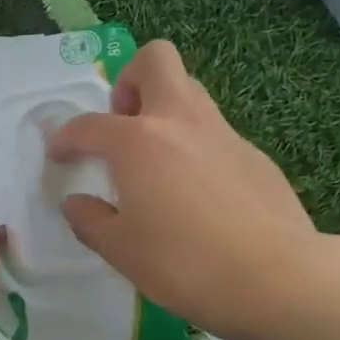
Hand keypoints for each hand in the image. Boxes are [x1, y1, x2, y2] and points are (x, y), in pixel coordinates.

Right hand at [48, 41, 339, 339]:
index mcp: (137, 141)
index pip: (89, 125)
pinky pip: (215, 133)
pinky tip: (198, 194)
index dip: (66, 138)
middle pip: (155, 61)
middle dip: (130, 80)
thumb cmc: (184, 263)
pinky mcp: (255, 156)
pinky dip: (196, 147)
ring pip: (190, 93)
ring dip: (165, 111)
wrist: (279, 278)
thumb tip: (75, 203)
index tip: (60, 155)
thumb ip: (90, 221)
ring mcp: (223, 134)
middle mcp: (180, 122)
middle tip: (123, 125)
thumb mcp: (122, 250)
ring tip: (155, 161)